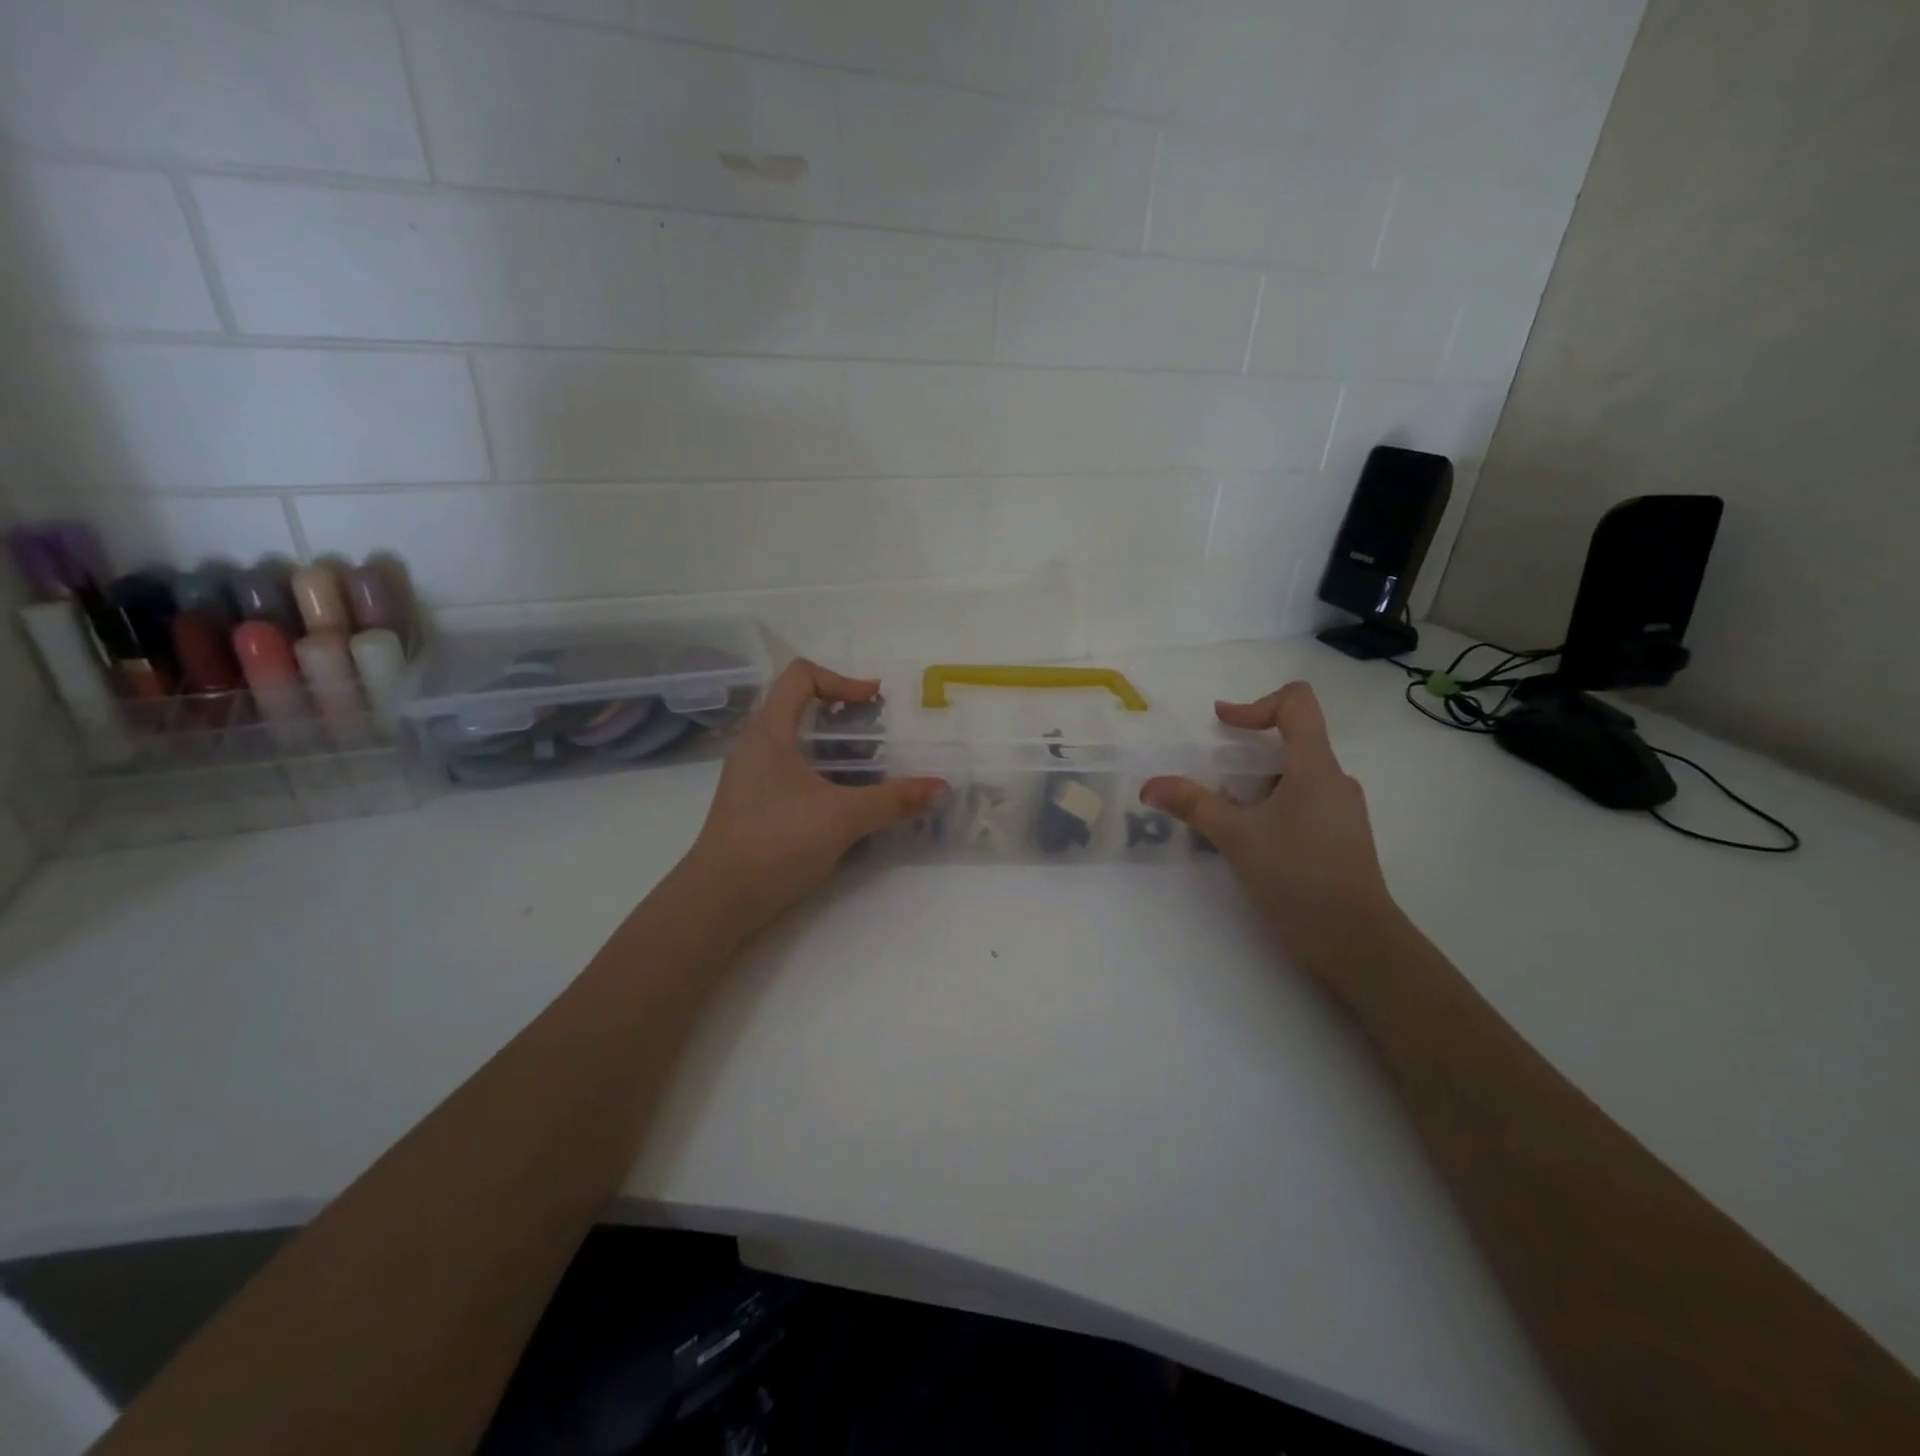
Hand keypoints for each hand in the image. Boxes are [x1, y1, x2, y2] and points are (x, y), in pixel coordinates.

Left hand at [683, 659, 942, 934]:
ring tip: (868, 766)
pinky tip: (844, 799)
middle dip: (842, 713)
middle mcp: (755, 746)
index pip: (800, 676)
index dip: (841, 679)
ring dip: (833, 745)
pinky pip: (790, 770)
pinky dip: (820, 771)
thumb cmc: (776, 842)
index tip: (874, 701)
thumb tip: (940, 788)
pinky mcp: (754, 804)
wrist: (719, 900)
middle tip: (877, 732)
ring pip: (795, 742)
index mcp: (769, 732)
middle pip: (798, 706)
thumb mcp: (843, 818)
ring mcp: (751, 776)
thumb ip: (893, 800)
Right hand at [1141, 682, 1399, 969]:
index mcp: (1315, 766)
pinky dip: (1272, 808)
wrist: (1355, 940)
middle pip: (1292, 741)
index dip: (1255, 703)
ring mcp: (1342, 810)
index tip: (1222, 724)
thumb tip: (1150, 785)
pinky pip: (1303, 804)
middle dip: (1246, 755)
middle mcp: (1335, 780)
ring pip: (1295, 777)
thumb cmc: (1297, 876)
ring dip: (1257, 786)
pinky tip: (1252, 842)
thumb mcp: (1236, 837)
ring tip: (1227, 818)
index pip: (1297, 702)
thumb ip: (1193, 804)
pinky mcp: (1341, 837)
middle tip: (1214, 781)